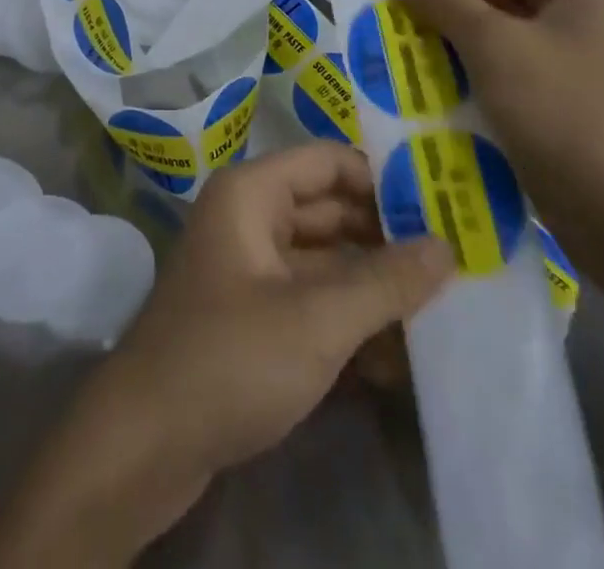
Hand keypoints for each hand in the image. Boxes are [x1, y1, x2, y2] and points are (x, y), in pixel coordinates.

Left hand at [0, 145, 450, 566]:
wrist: (146, 442)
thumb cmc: (230, 357)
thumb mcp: (317, 319)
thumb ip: (385, 281)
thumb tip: (447, 246)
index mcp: (252, 193)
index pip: (328, 161)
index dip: (382, 179)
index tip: (443, 205)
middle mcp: (250, 219)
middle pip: (330, 211)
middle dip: (387, 238)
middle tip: (457, 262)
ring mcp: (250, 269)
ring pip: (325, 261)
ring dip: (374, 287)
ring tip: (442, 312)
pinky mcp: (252, 317)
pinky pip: (311, 301)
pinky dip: (349, 321)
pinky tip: (398, 359)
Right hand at [381, 0, 603, 281]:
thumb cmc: (571, 113)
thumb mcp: (496, 44)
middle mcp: (575, 3)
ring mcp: (559, 50)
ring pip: (486, 16)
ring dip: (437, 19)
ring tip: (377, 20)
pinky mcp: (544, 90)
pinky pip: (489, 55)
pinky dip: (452, 54)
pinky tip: (406, 63)